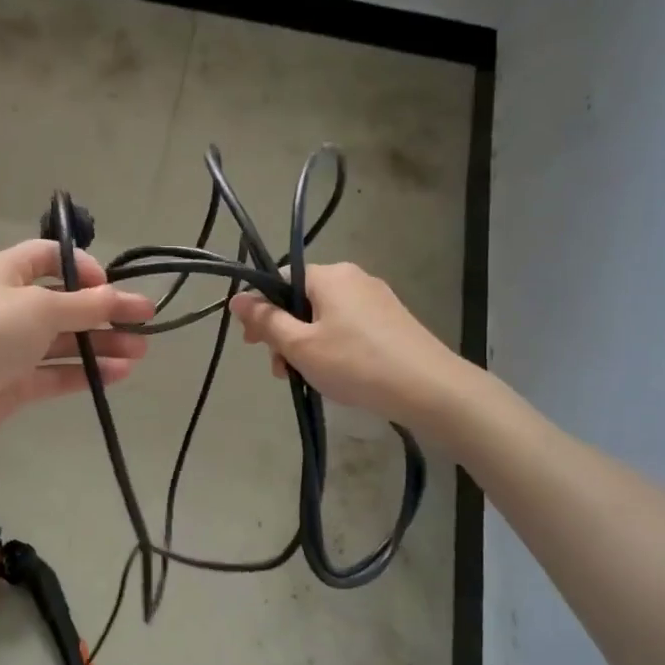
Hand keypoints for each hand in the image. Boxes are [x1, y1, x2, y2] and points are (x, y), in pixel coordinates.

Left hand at [0, 239, 154, 461]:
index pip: (49, 257)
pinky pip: (56, 373)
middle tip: (145, 325)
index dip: (83, 267)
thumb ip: (88, 304)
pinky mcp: (14, 384)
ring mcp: (10, 348)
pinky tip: (118, 375)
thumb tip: (127, 298)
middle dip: (105, 313)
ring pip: (64, 342)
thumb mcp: (41, 308)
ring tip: (140, 354)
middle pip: (65, 303)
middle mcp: (8, 307)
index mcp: (6, 273)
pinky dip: (85, 373)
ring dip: (102, 345)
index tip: (111, 287)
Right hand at [228, 262, 457, 422]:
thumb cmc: (355, 363)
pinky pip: (348, 326)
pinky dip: (332, 346)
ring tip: (305, 378)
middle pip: (302, 300)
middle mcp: (353, 277)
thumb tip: (236, 299)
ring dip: (306, 344)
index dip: (261, 310)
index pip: (281, 280)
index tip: (253, 344)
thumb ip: (266, 321)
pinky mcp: (392, 320)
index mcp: (328, 276)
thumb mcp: (300, 346)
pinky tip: (335, 374)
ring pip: (325, 316)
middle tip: (279, 370)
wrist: (428, 388)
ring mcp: (377, 298)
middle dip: (284, 333)